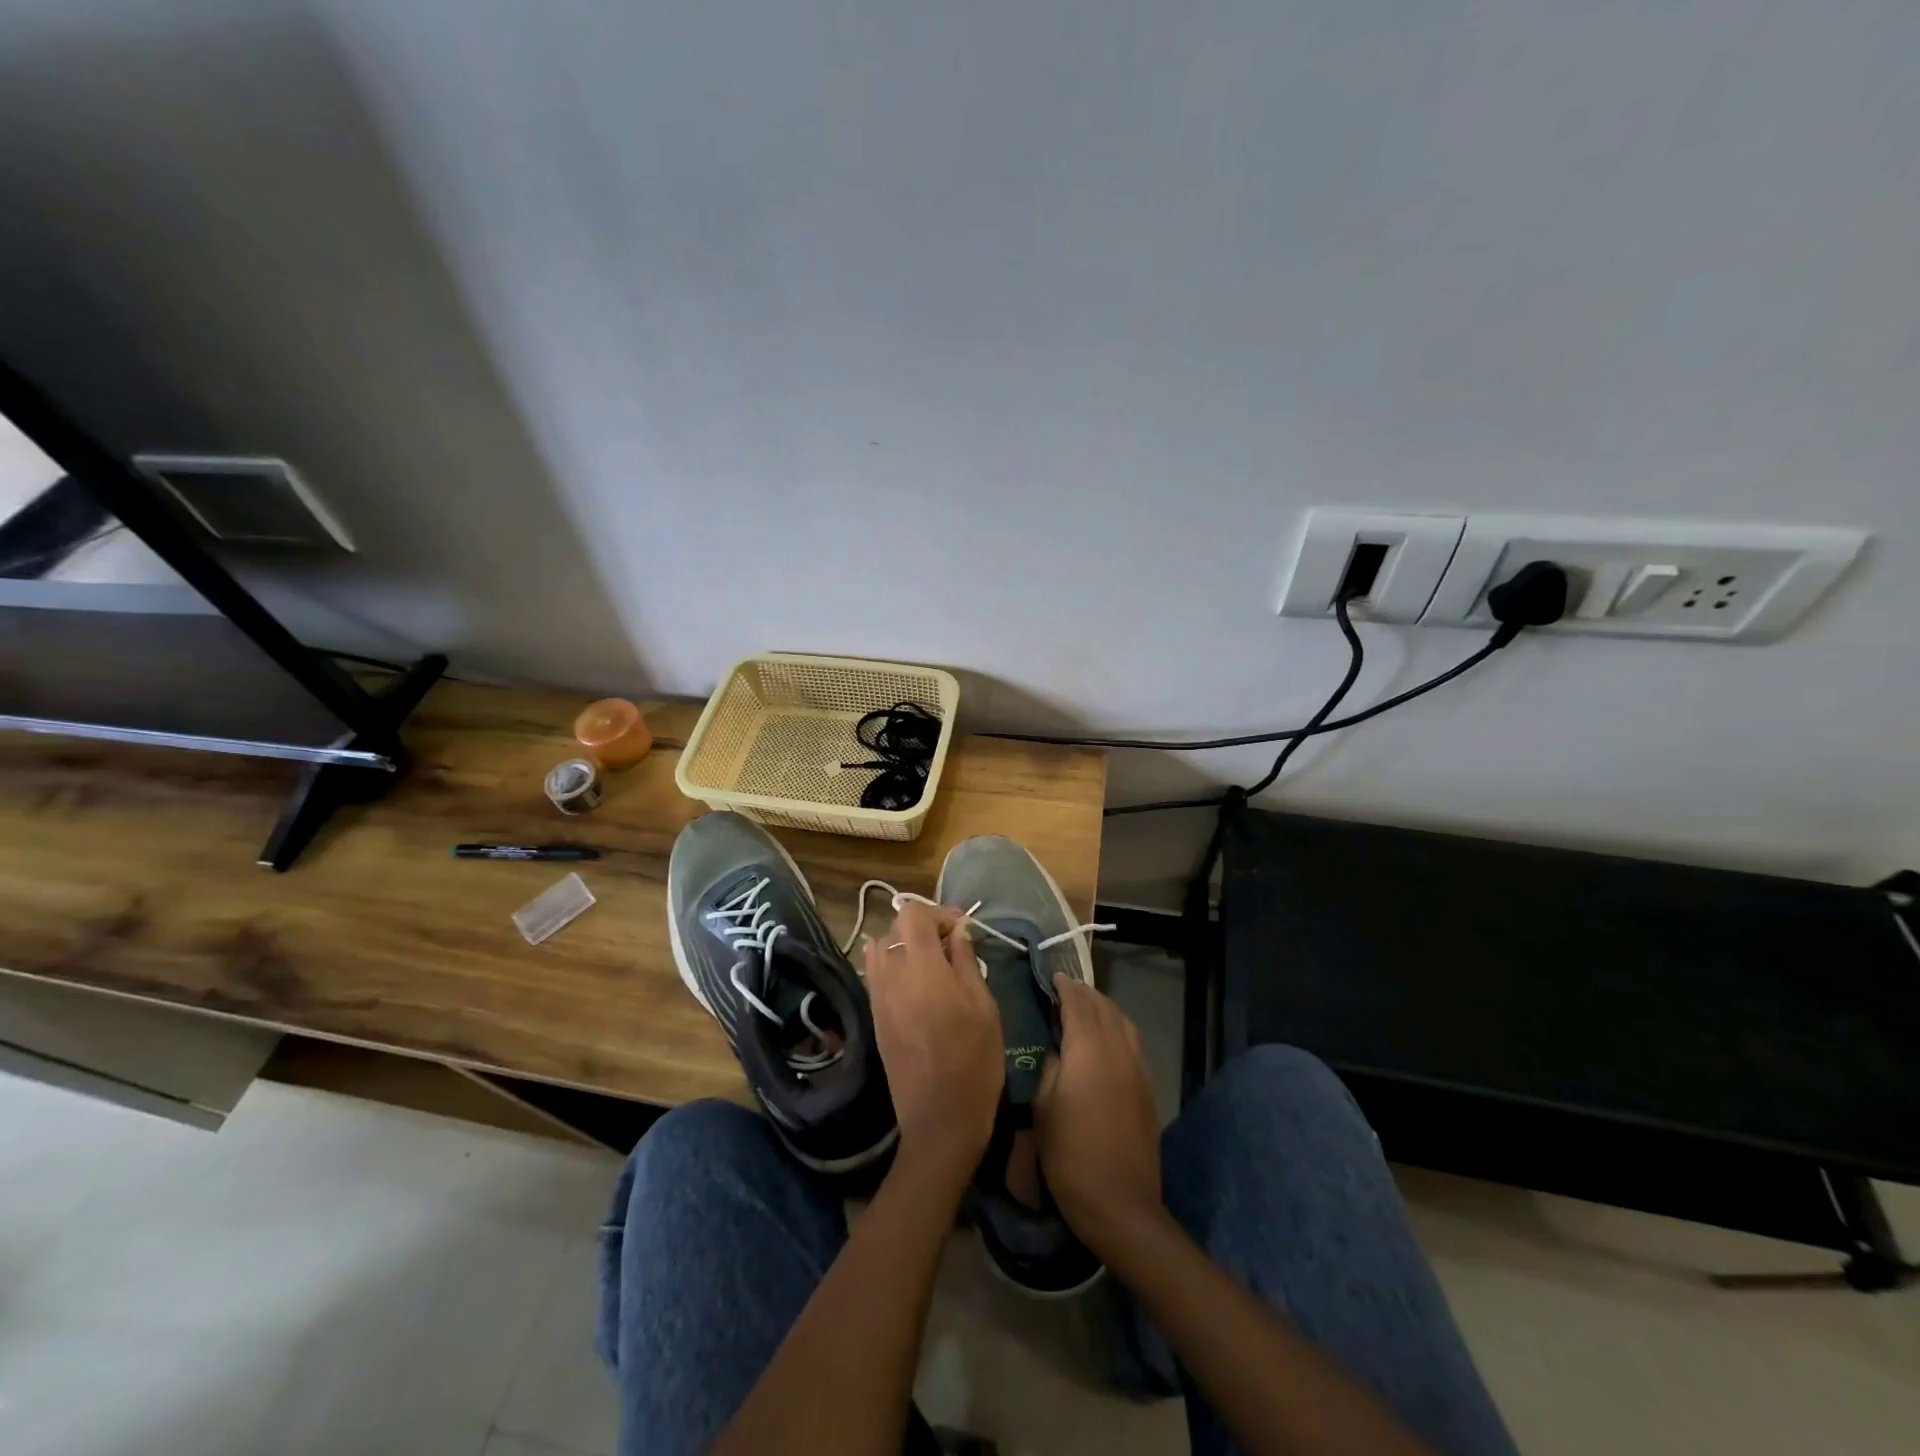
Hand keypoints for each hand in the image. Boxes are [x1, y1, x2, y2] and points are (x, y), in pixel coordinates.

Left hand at [864, 900, 1003, 1186]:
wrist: (940, 1120)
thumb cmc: (974, 1062)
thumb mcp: (984, 1007)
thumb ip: (966, 962)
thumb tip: (959, 932)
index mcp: (922, 970)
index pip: (914, 915)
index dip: (939, 912)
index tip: (962, 927)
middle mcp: (892, 977)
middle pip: (895, 927)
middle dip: (923, 925)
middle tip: (951, 943)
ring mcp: (878, 997)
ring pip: (881, 947)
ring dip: (904, 943)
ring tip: (932, 960)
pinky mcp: (874, 1015)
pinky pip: (875, 972)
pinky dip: (892, 963)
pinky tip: (916, 979)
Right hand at [1035, 975, 1164, 1257]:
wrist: (1121, 1204)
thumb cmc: (1070, 1156)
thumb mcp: (1043, 1109)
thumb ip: (1050, 1067)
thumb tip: (1058, 1049)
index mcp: (1088, 1051)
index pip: (1078, 1004)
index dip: (1065, 988)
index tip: (1053, 976)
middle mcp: (1118, 1050)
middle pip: (1104, 1008)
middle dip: (1085, 993)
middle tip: (1066, 988)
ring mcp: (1138, 1069)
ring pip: (1123, 1022)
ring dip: (1104, 1008)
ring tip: (1087, 1007)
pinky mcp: (1148, 1088)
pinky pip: (1133, 1042)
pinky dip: (1118, 1028)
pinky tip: (1107, 1039)